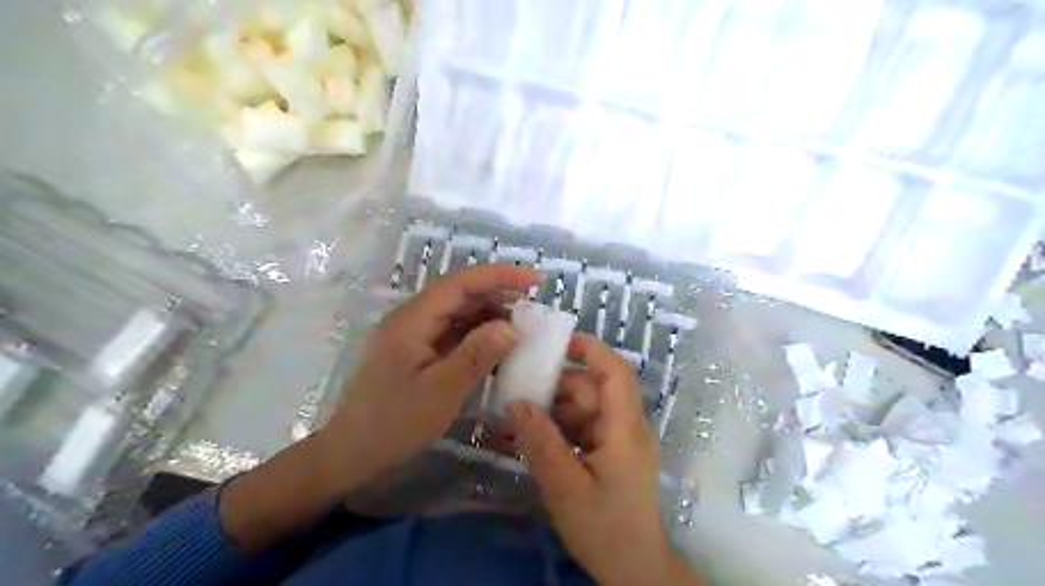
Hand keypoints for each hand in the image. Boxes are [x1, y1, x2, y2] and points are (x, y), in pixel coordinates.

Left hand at [222, 266, 537, 553]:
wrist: (351, 454)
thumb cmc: (394, 423)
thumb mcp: (441, 391)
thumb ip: (477, 354)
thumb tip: (512, 326)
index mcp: (412, 319)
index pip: (460, 283)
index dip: (499, 276)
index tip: (535, 280)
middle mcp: (411, 319)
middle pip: (459, 294)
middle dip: (498, 295)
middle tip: (534, 309)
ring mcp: (413, 335)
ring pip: (457, 313)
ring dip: (489, 316)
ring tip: (522, 329)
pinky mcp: (416, 352)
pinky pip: (452, 334)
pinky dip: (477, 336)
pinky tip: (497, 348)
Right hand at [507, 334, 701, 585]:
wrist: (634, 570)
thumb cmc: (605, 528)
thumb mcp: (566, 487)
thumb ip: (541, 442)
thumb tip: (516, 403)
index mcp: (624, 427)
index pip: (614, 371)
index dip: (588, 349)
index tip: (554, 341)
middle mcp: (626, 426)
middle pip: (591, 389)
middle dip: (555, 386)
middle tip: (516, 388)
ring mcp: (619, 440)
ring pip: (584, 408)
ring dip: (552, 409)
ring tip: (516, 416)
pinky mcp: (610, 453)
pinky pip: (582, 428)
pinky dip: (558, 428)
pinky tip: (531, 437)